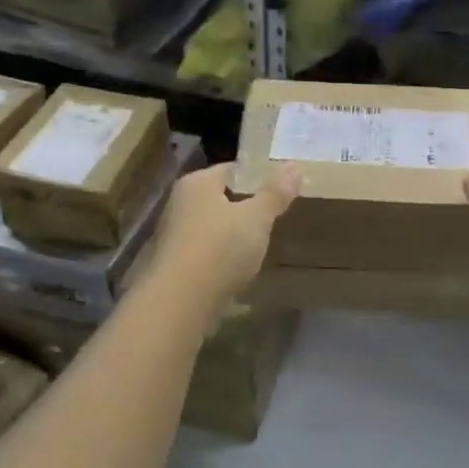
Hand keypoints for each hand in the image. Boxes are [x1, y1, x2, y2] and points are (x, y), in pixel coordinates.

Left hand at [149, 163, 301, 309]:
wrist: (181, 301)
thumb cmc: (221, 248)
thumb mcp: (257, 217)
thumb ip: (276, 193)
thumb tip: (294, 166)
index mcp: (197, 183)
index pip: (232, 170)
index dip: (258, 177)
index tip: (281, 189)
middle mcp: (180, 203)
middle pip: (220, 198)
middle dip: (246, 207)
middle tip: (275, 217)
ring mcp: (173, 235)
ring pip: (212, 226)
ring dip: (233, 234)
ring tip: (261, 244)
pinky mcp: (175, 265)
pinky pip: (206, 252)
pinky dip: (222, 257)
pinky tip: (239, 268)